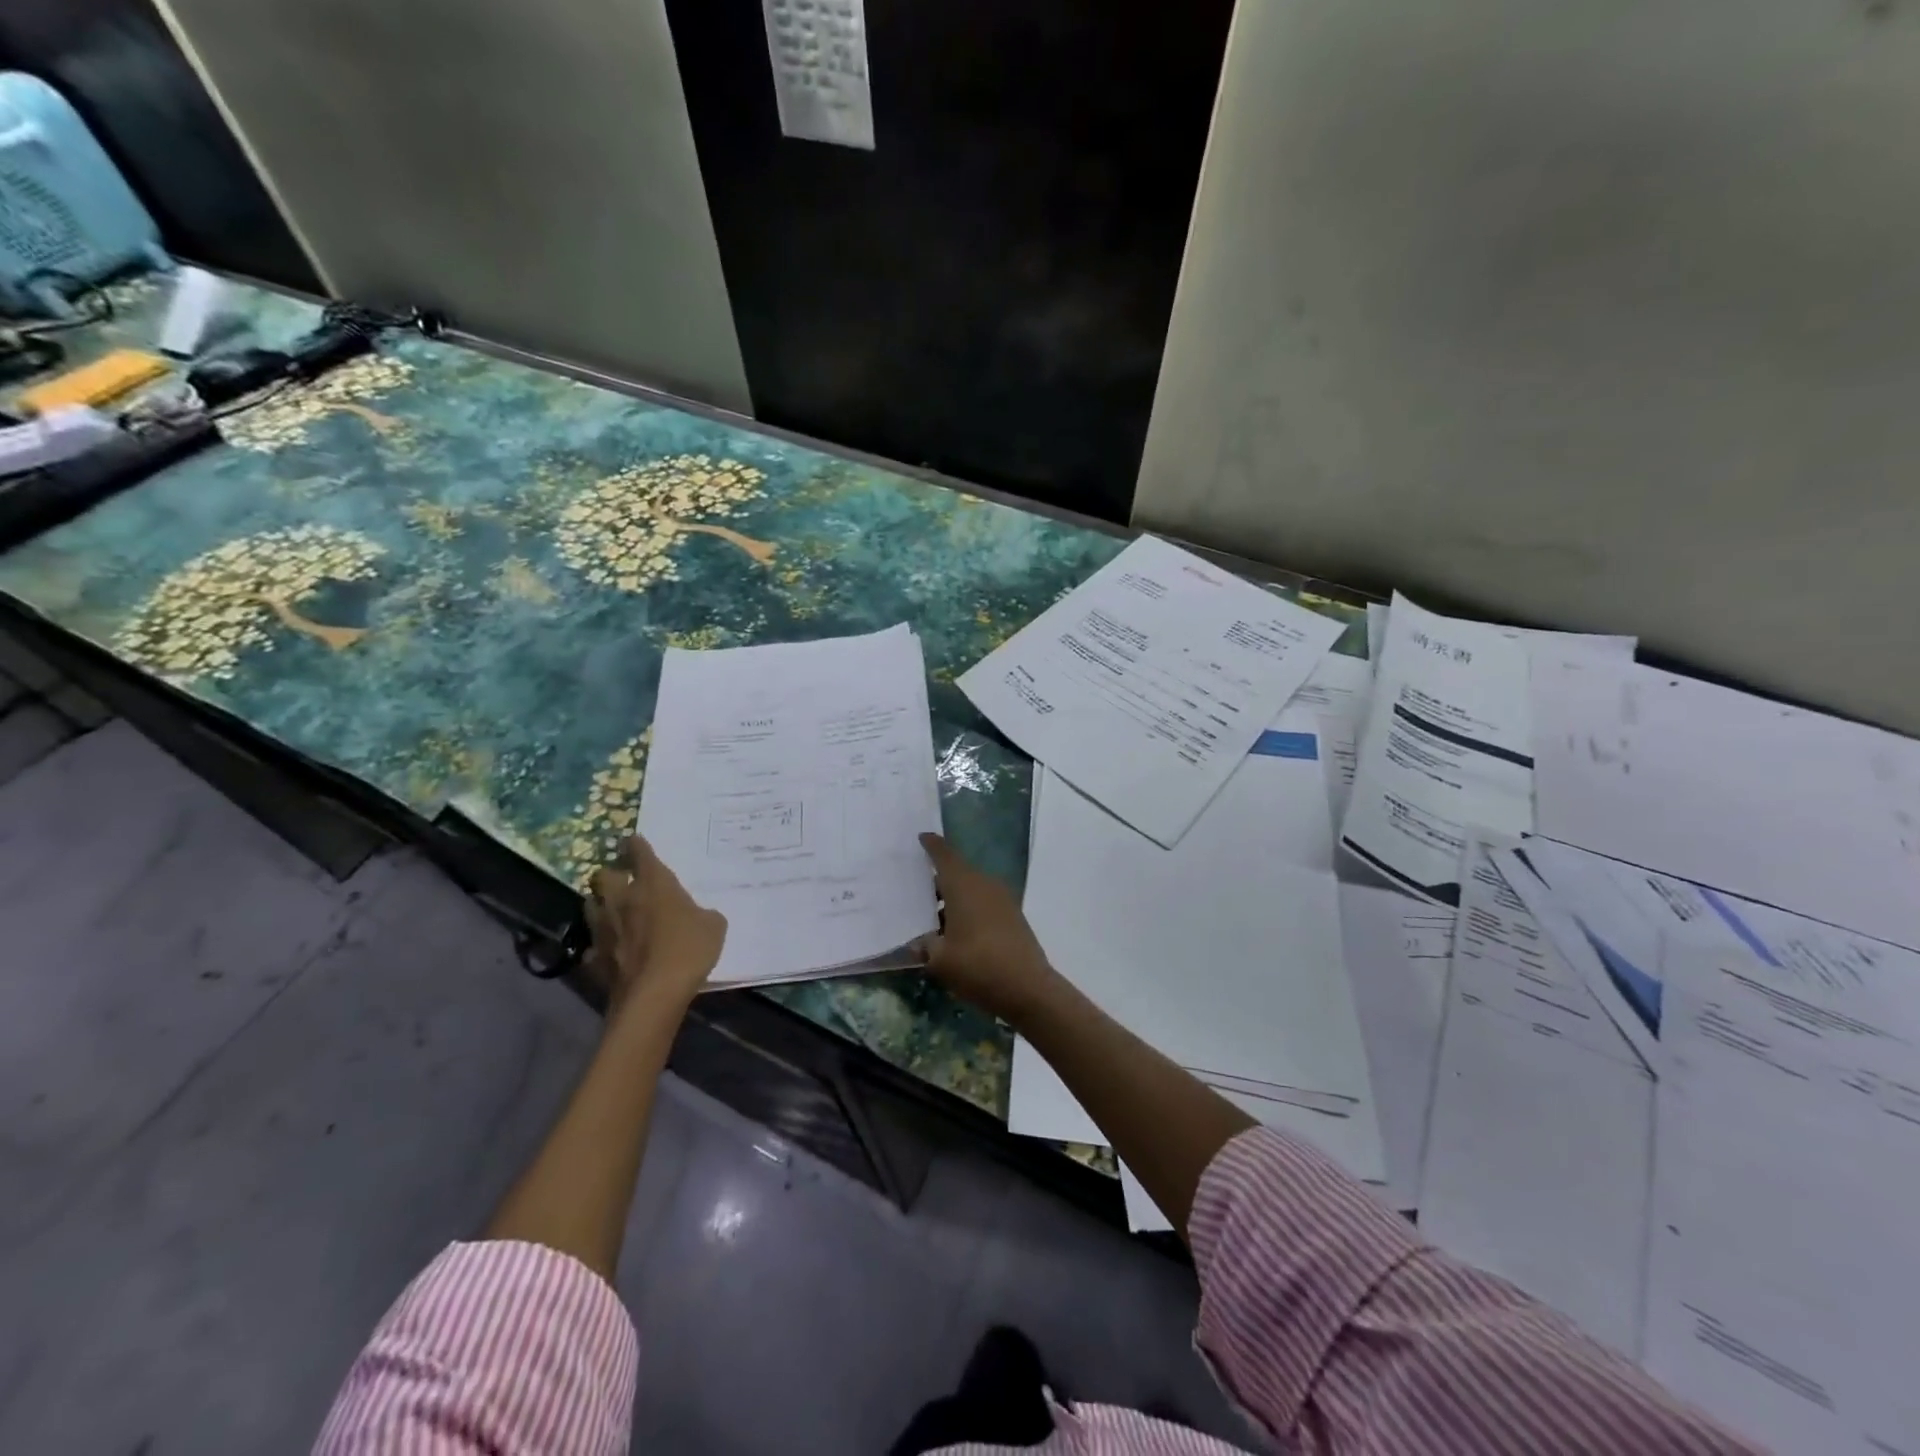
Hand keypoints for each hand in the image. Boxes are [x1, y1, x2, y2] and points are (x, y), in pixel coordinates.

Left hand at [586, 836, 726, 1017]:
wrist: (654, 995)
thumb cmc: (689, 949)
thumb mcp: (713, 925)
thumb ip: (703, 913)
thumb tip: (697, 916)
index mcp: (653, 884)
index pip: (639, 852)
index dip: (636, 845)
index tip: (634, 841)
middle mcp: (622, 899)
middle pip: (603, 876)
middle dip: (611, 875)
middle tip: (623, 882)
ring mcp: (603, 929)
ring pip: (590, 906)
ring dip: (601, 906)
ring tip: (613, 913)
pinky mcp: (594, 958)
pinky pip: (593, 945)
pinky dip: (600, 946)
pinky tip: (611, 952)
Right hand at [916, 832, 1060, 1022]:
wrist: (1028, 989)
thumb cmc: (977, 966)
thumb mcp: (940, 960)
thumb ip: (925, 946)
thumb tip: (919, 943)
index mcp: (964, 885)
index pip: (944, 855)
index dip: (932, 845)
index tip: (922, 837)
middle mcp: (984, 884)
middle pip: (958, 872)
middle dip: (938, 878)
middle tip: (915, 888)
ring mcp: (1002, 900)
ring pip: (971, 889)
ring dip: (953, 897)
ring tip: (932, 915)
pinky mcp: (1013, 917)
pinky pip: (983, 903)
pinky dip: (968, 909)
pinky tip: (956, 931)